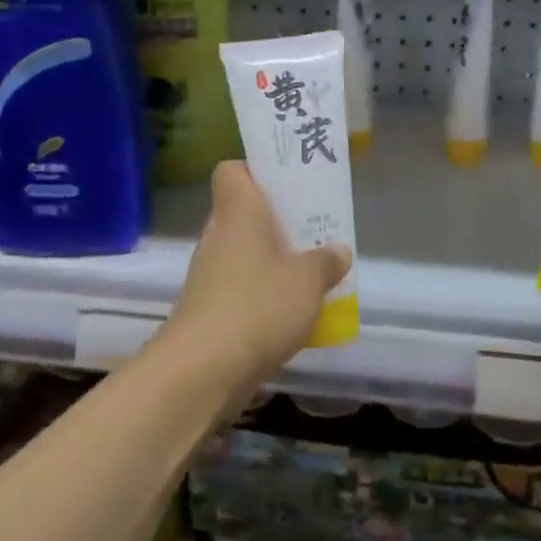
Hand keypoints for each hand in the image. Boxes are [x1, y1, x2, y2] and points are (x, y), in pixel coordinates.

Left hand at [159, 162, 351, 397]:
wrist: (203, 370)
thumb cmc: (259, 306)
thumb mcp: (309, 280)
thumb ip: (327, 261)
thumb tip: (338, 251)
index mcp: (239, 213)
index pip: (232, 171)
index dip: (257, 170)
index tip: (288, 184)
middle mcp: (218, 237)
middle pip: (244, 213)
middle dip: (279, 221)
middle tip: (314, 231)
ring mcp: (209, 276)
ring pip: (245, 253)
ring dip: (274, 261)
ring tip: (312, 274)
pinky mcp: (209, 311)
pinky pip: (242, 288)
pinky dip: (264, 295)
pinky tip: (293, 313)